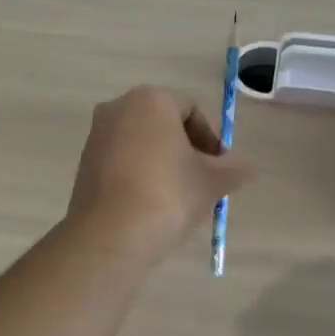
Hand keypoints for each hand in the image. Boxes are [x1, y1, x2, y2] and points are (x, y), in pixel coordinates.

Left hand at [67, 87, 253, 251]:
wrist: (111, 235)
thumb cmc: (168, 194)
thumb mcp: (211, 182)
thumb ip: (234, 170)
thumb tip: (250, 168)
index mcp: (150, 100)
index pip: (191, 110)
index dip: (211, 139)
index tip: (219, 169)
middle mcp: (118, 108)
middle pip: (164, 125)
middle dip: (187, 151)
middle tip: (203, 182)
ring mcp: (97, 136)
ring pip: (142, 144)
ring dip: (164, 164)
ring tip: (180, 199)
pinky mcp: (84, 164)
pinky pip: (122, 162)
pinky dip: (140, 176)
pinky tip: (153, 206)